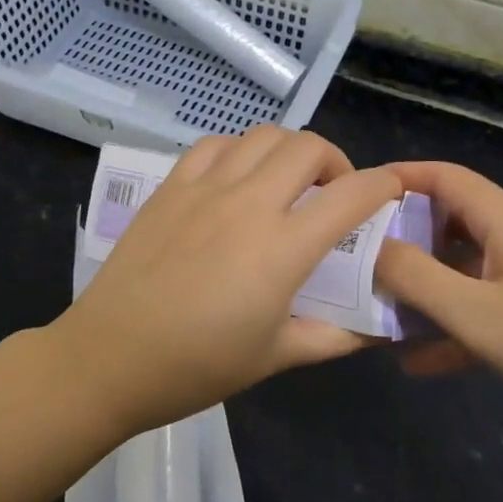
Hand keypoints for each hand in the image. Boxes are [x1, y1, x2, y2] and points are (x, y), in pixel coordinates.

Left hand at [49, 126, 401, 435]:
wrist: (111, 356)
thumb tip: (378, 330)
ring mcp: (206, 187)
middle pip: (309, 147)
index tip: (391, 191)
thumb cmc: (197, 366)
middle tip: (332, 193)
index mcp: (283, 248)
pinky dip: (240, 150)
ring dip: (288, 151)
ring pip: (263, 135)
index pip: (352, 195)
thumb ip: (335, 336)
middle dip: (336, 161)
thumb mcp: (277, 358)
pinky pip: (215, 144)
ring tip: (286, 181)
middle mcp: (249, 203)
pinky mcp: (171, 185)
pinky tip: (237, 178)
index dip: (383, 186)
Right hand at [374, 162, 502, 433]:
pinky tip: (421, 364)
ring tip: (379, 311)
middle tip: (357, 260)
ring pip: (467, 269)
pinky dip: (455, 325)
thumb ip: (415, 277)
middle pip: (451, 221)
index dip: (398, 178)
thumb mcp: (477, 313)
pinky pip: (490, 307)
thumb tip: (369, 246)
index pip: (443, 176)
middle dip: (403, 239)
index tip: (352, 195)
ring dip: (425, 288)